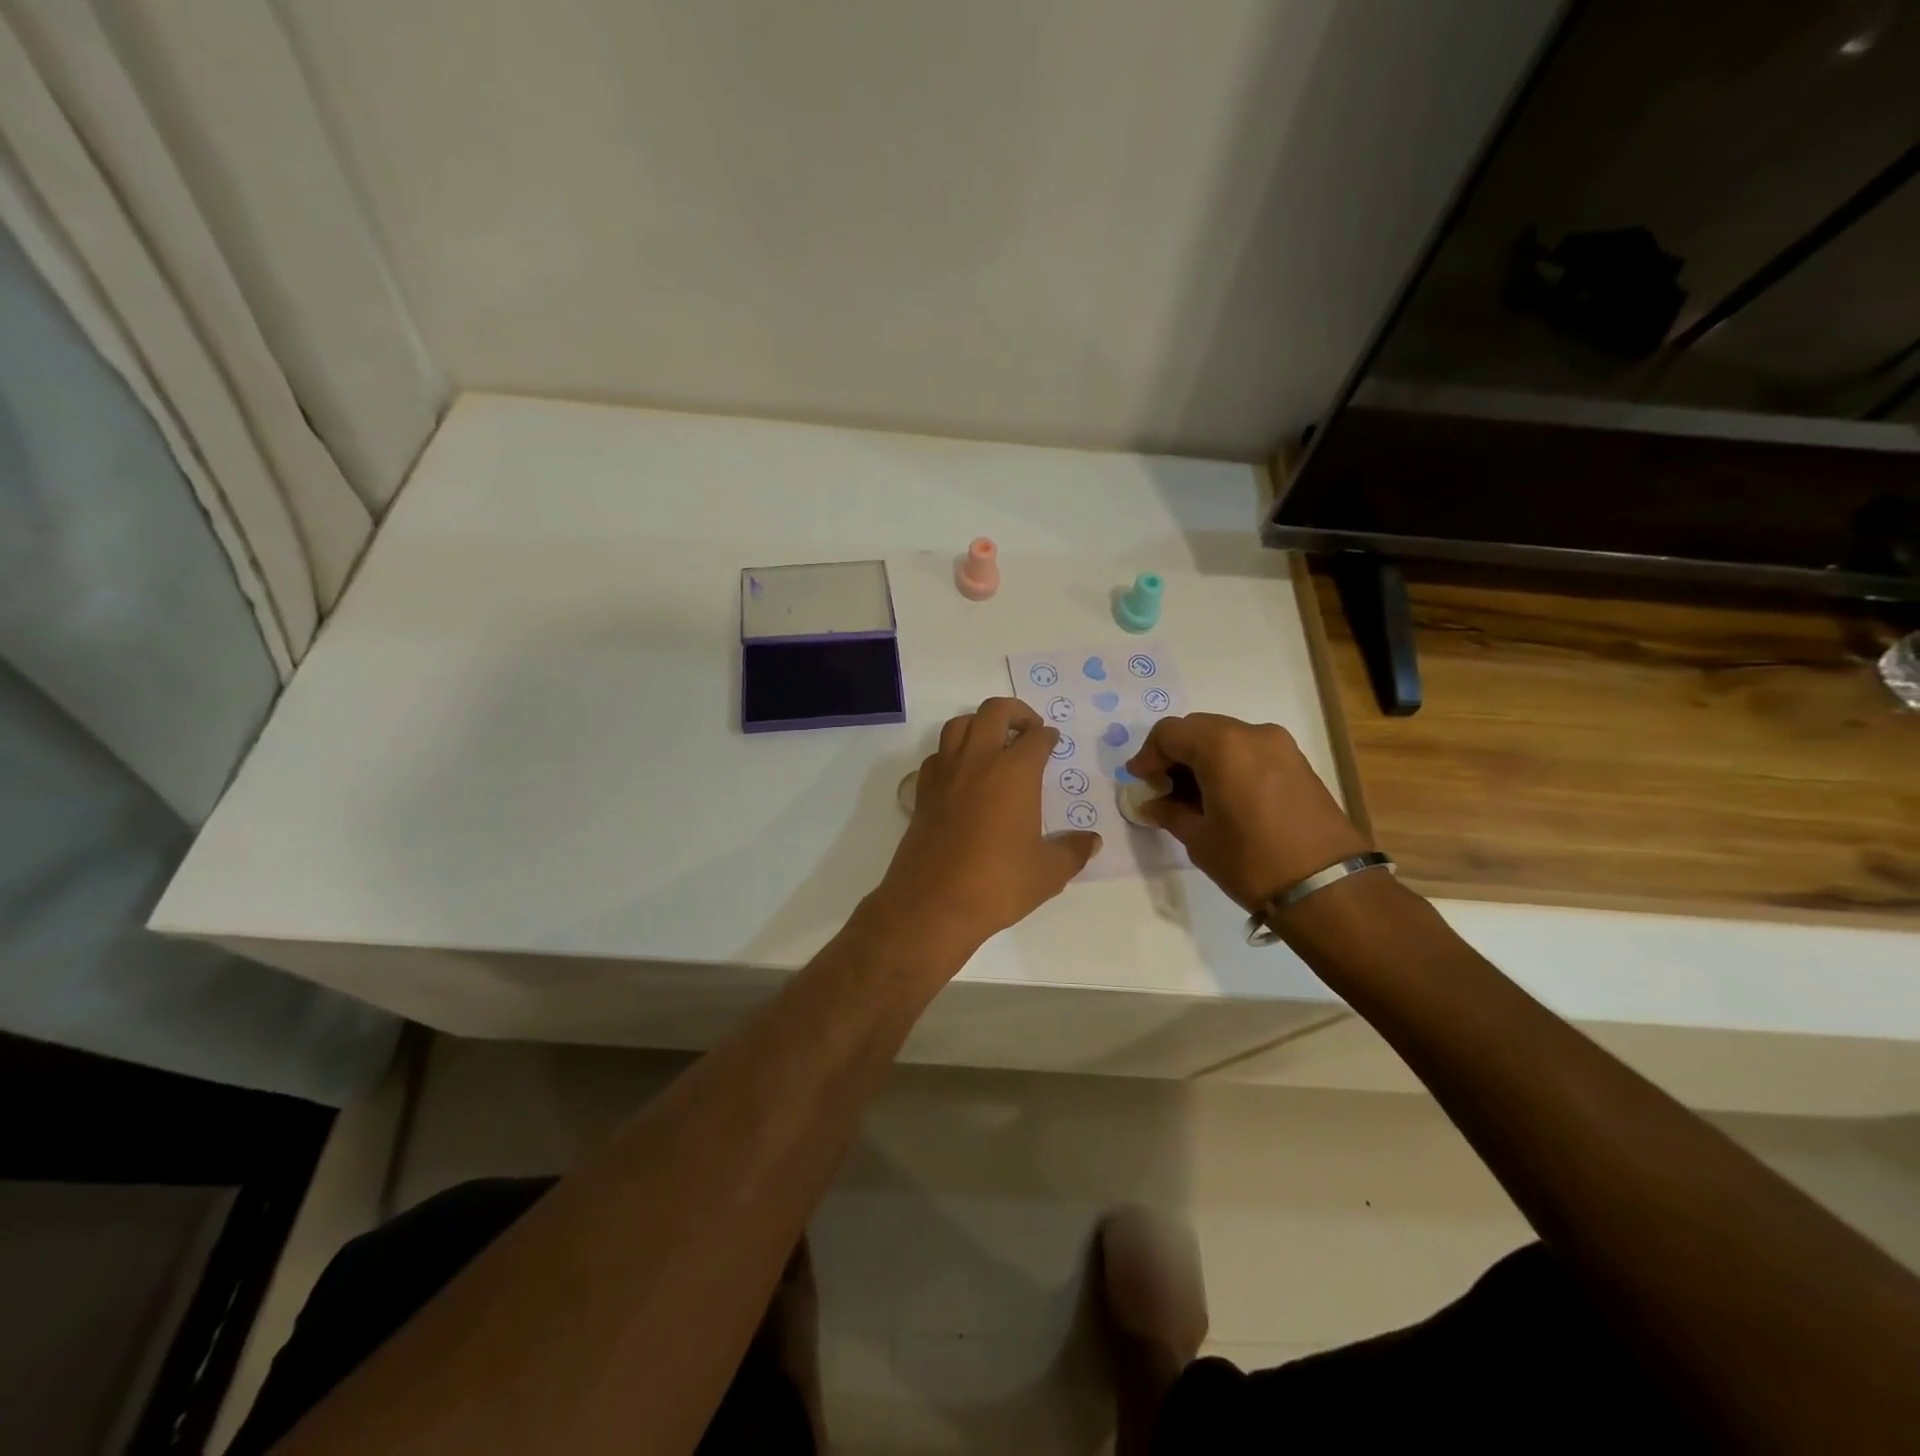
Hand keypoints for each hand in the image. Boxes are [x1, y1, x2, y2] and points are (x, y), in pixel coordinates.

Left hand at [869, 698, 1101, 955]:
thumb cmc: (998, 884)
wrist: (933, 904)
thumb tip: (1092, 841)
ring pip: (958, 724)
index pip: (1036, 737)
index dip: (1048, 736)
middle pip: (994, 712)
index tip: (1053, 741)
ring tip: (993, 742)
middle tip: (1028, 729)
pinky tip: (962, 773)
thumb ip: (1073, 851)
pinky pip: (937, 756)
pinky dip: (952, 753)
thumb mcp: (1048, 873)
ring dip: (979, 724)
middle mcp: (978, 761)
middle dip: (1016, 712)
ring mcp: (945, 774)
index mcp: (1015, 772)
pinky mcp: (922, 792)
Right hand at [1126, 714, 1371, 912]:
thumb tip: (1152, 804)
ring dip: (1201, 758)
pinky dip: (1228, 764)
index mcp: (1222, 746)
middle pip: (1197, 729)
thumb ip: (1170, 812)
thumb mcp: (1199, 839)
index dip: (1147, 756)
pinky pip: (1250, 750)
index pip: (1168, 733)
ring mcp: (1280, 745)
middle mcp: (1252, 733)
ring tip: (1191, 796)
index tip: (1140, 782)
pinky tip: (1221, 796)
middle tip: (1162, 788)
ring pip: (1225, 737)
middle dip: (1174, 754)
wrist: (1328, 888)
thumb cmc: (1252, 861)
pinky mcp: (1297, 762)